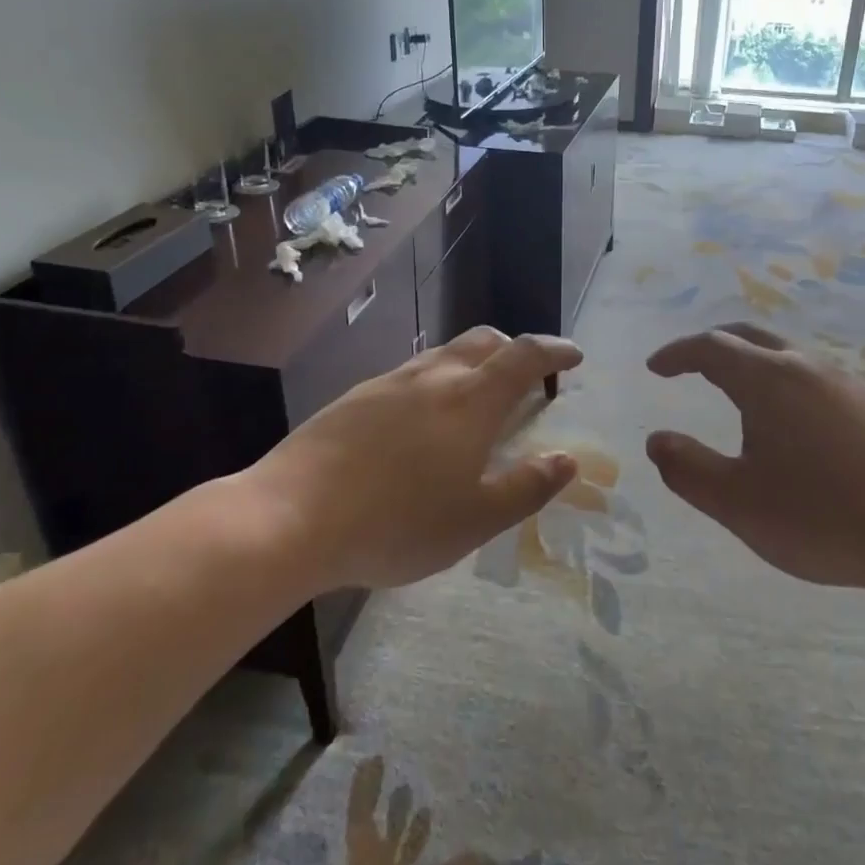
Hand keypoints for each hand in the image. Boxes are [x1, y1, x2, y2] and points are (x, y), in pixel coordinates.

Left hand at [239, 327, 584, 590]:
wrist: (290, 517)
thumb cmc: (396, 523)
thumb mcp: (476, 519)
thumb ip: (527, 486)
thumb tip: (567, 459)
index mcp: (471, 400)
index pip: (524, 356)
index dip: (554, 350)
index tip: (574, 355)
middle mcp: (432, 377)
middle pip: (483, 342)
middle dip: (513, 350)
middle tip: (526, 378)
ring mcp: (388, 384)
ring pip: (443, 356)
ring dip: (471, 366)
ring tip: (474, 401)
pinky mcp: (354, 398)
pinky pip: (409, 376)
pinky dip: (434, 384)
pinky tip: (420, 424)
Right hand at [645, 324, 864, 592]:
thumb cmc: (822, 515)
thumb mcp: (737, 502)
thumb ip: (687, 469)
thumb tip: (656, 440)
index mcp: (767, 379)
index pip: (711, 347)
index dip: (677, 353)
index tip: (655, 368)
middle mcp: (804, 367)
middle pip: (748, 338)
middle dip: (711, 347)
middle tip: (687, 367)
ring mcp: (843, 383)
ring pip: (783, 355)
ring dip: (748, 362)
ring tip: (730, 392)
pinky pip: (808, 376)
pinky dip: (778, 381)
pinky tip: (785, 420)